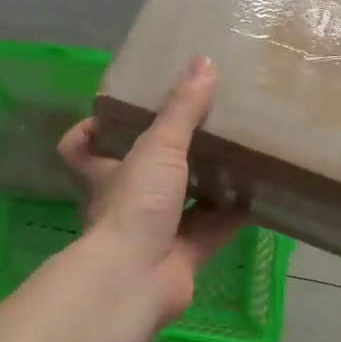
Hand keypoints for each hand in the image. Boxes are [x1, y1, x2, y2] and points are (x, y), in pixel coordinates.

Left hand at [58, 55, 246, 325]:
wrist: (137, 280)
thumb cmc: (134, 205)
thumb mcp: (158, 147)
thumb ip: (182, 108)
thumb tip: (204, 62)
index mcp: (105, 174)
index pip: (81, 148)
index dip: (91, 130)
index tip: (114, 111)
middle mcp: (125, 202)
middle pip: (141, 172)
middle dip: (168, 153)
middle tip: (200, 123)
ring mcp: (154, 232)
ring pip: (182, 201)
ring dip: (206, 182)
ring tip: (236, 151)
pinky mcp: (184, 256)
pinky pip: (213, 229)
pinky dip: (234, 214)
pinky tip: (259, 193)